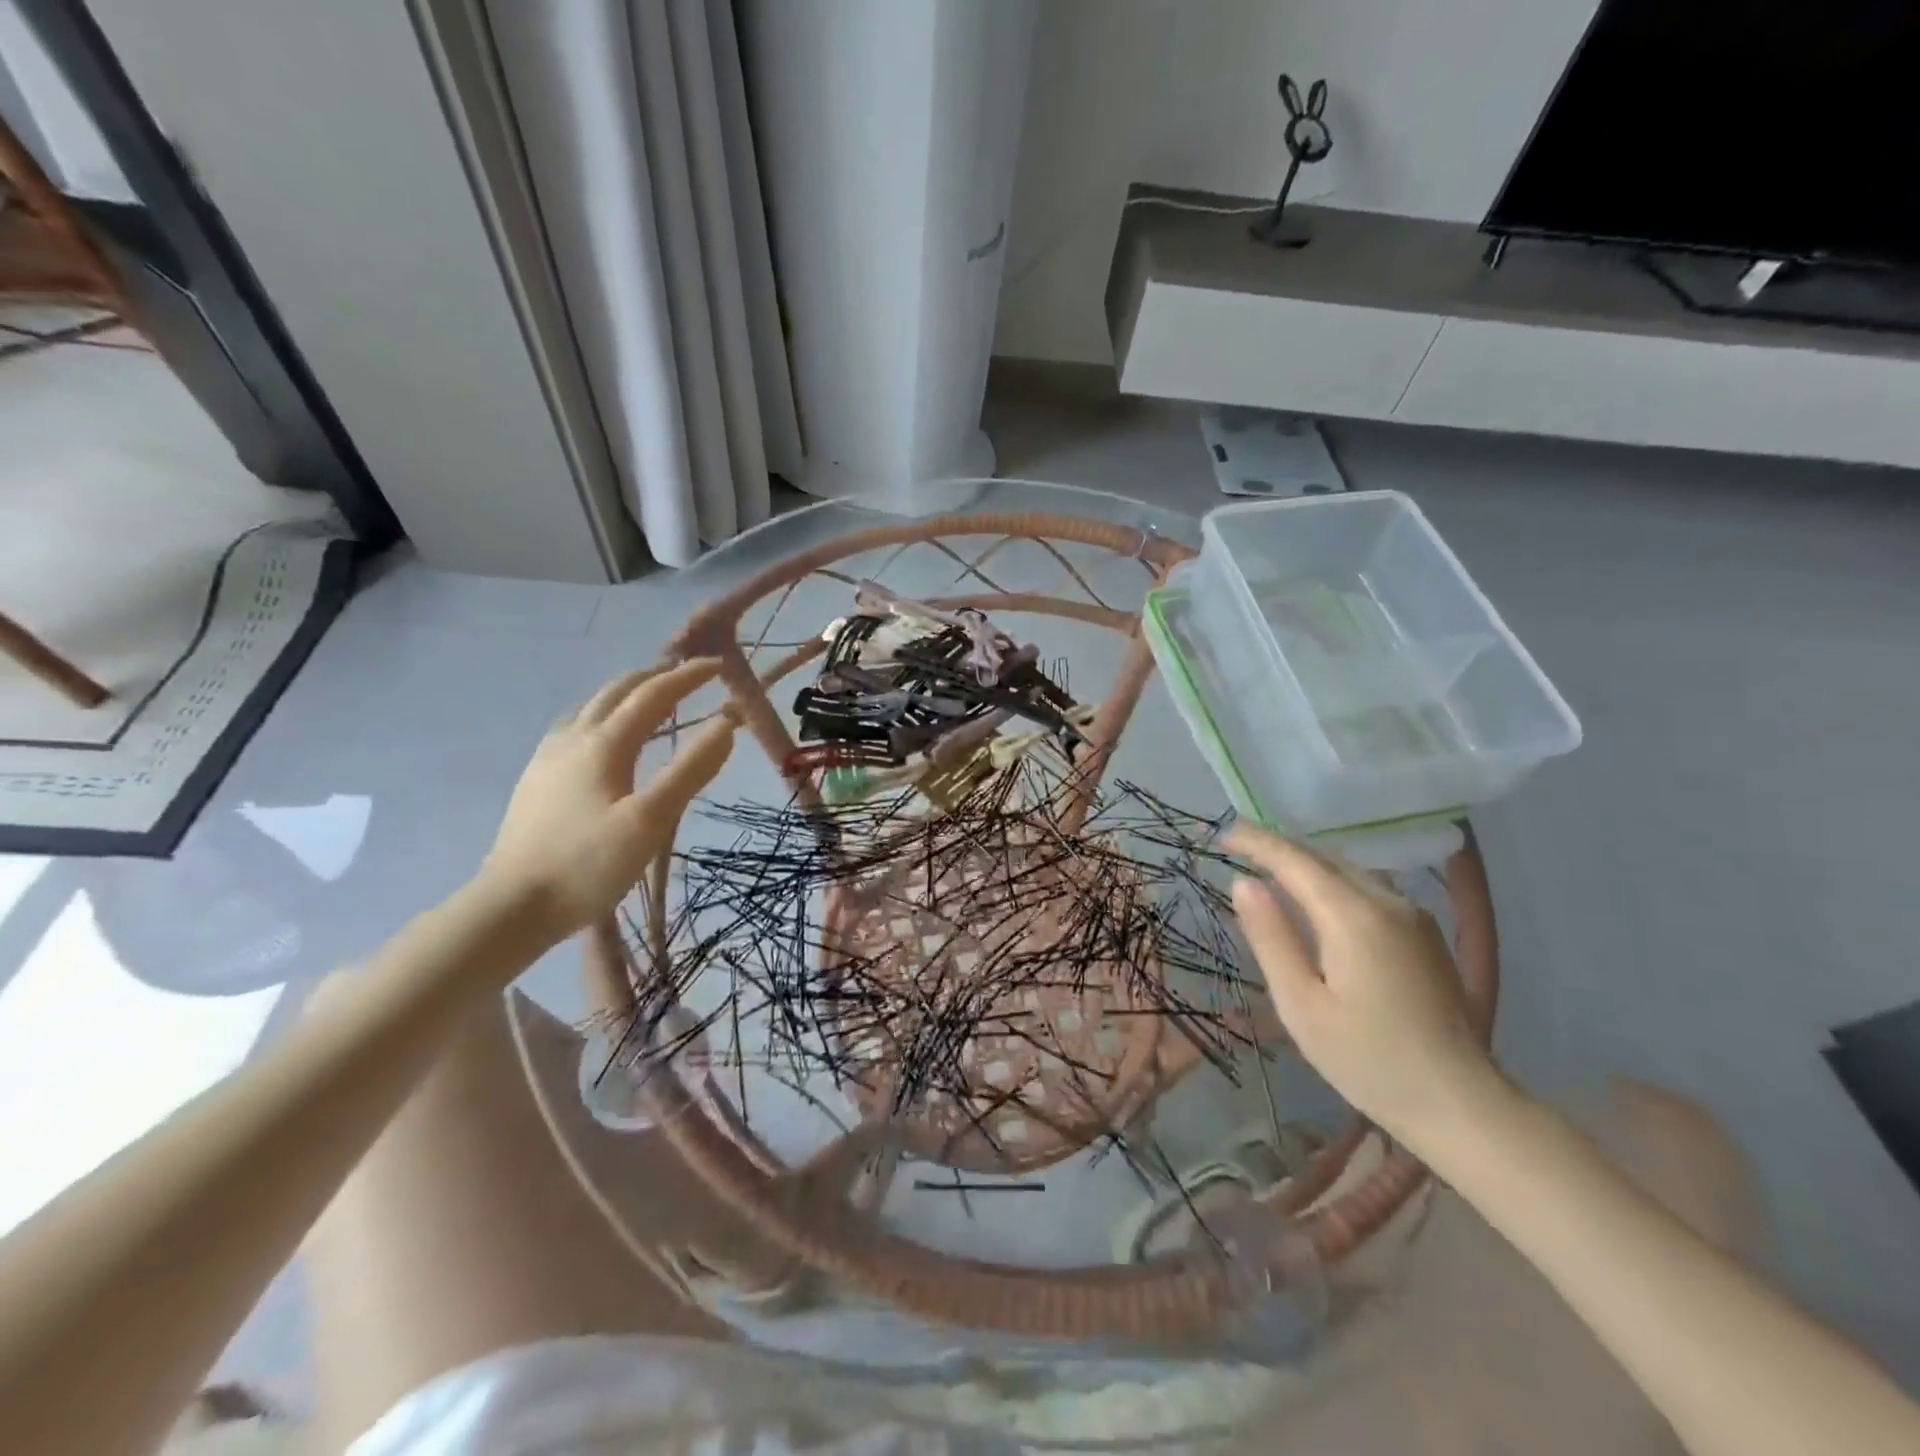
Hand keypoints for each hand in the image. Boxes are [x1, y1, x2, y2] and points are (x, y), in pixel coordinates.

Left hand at [480, 660, 734, 940]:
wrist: (512, 907)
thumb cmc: (588, 865)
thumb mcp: (650, 820)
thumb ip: (691, 769)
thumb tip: (726, 723)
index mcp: (604, 744)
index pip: (653, 695)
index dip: (687, 677)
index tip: (717, 666)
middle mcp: (573, 740)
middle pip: (616, 692)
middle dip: (654, 676)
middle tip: (685, 673)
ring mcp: (548, 759)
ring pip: (590, 707)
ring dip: (625, 693)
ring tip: (648, 698)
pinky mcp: (535, 781)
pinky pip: (574, 729)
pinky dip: (601, 716)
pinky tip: (600, 738)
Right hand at [1227, 824, 1498, 1148]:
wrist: (1460, 1104)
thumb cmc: (1367, 1060)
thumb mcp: (1301, 1003)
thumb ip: (1271, 937)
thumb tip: (1243, 883)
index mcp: (1353, 917)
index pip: (1295, 861)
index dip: (1257, 842)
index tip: (1223, 833)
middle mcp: (1388, 902)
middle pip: (1324, 858)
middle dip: (1280, 846)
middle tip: (1237, 844)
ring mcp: (1413, 916)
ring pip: (1348, 870)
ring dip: (1306, 862)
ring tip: (1268, 865)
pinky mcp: (1424, 933)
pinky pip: (1368, 888)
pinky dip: (1332, 880)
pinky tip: (1314, 895)